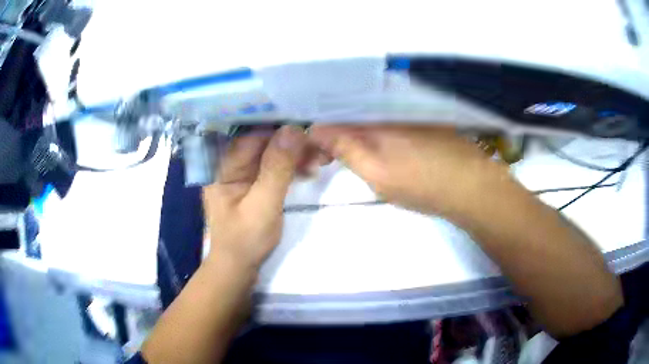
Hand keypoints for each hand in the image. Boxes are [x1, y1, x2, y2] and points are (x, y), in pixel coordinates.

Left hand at [203, 125, 306, 269]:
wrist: (240, 266)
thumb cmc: (245, 240)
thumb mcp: (262, 205)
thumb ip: (277, 168)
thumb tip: (294, 129)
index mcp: (221, 165)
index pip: (250, 135)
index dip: (279, 128)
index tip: (308, 129)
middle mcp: (230, 162)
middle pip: (262, 140)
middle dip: (291, 141)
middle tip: (319, 148)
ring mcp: (243, 171)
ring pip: (272, 151)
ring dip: (296, 153)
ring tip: (320, 160)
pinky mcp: (255, 180)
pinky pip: (275, 164)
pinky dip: (292, 166)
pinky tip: (310, 169)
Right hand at [309, 125, 509, 218]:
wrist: (472, 188)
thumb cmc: (422, 185)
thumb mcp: (378, 174)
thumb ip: (347, 149)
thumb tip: (316, 129)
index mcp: (376, 119)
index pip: (336, 116)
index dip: (321, 132)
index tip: (318, 152)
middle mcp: (391, 109)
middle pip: (353, 113)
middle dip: (339, 131)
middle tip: (333, 154)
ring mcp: (409, 113)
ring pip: (373, 116)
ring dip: (359, 129)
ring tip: (354, 149)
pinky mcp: (423, 121)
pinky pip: (391, 119)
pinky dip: (380, 129)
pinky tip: (383, 144)